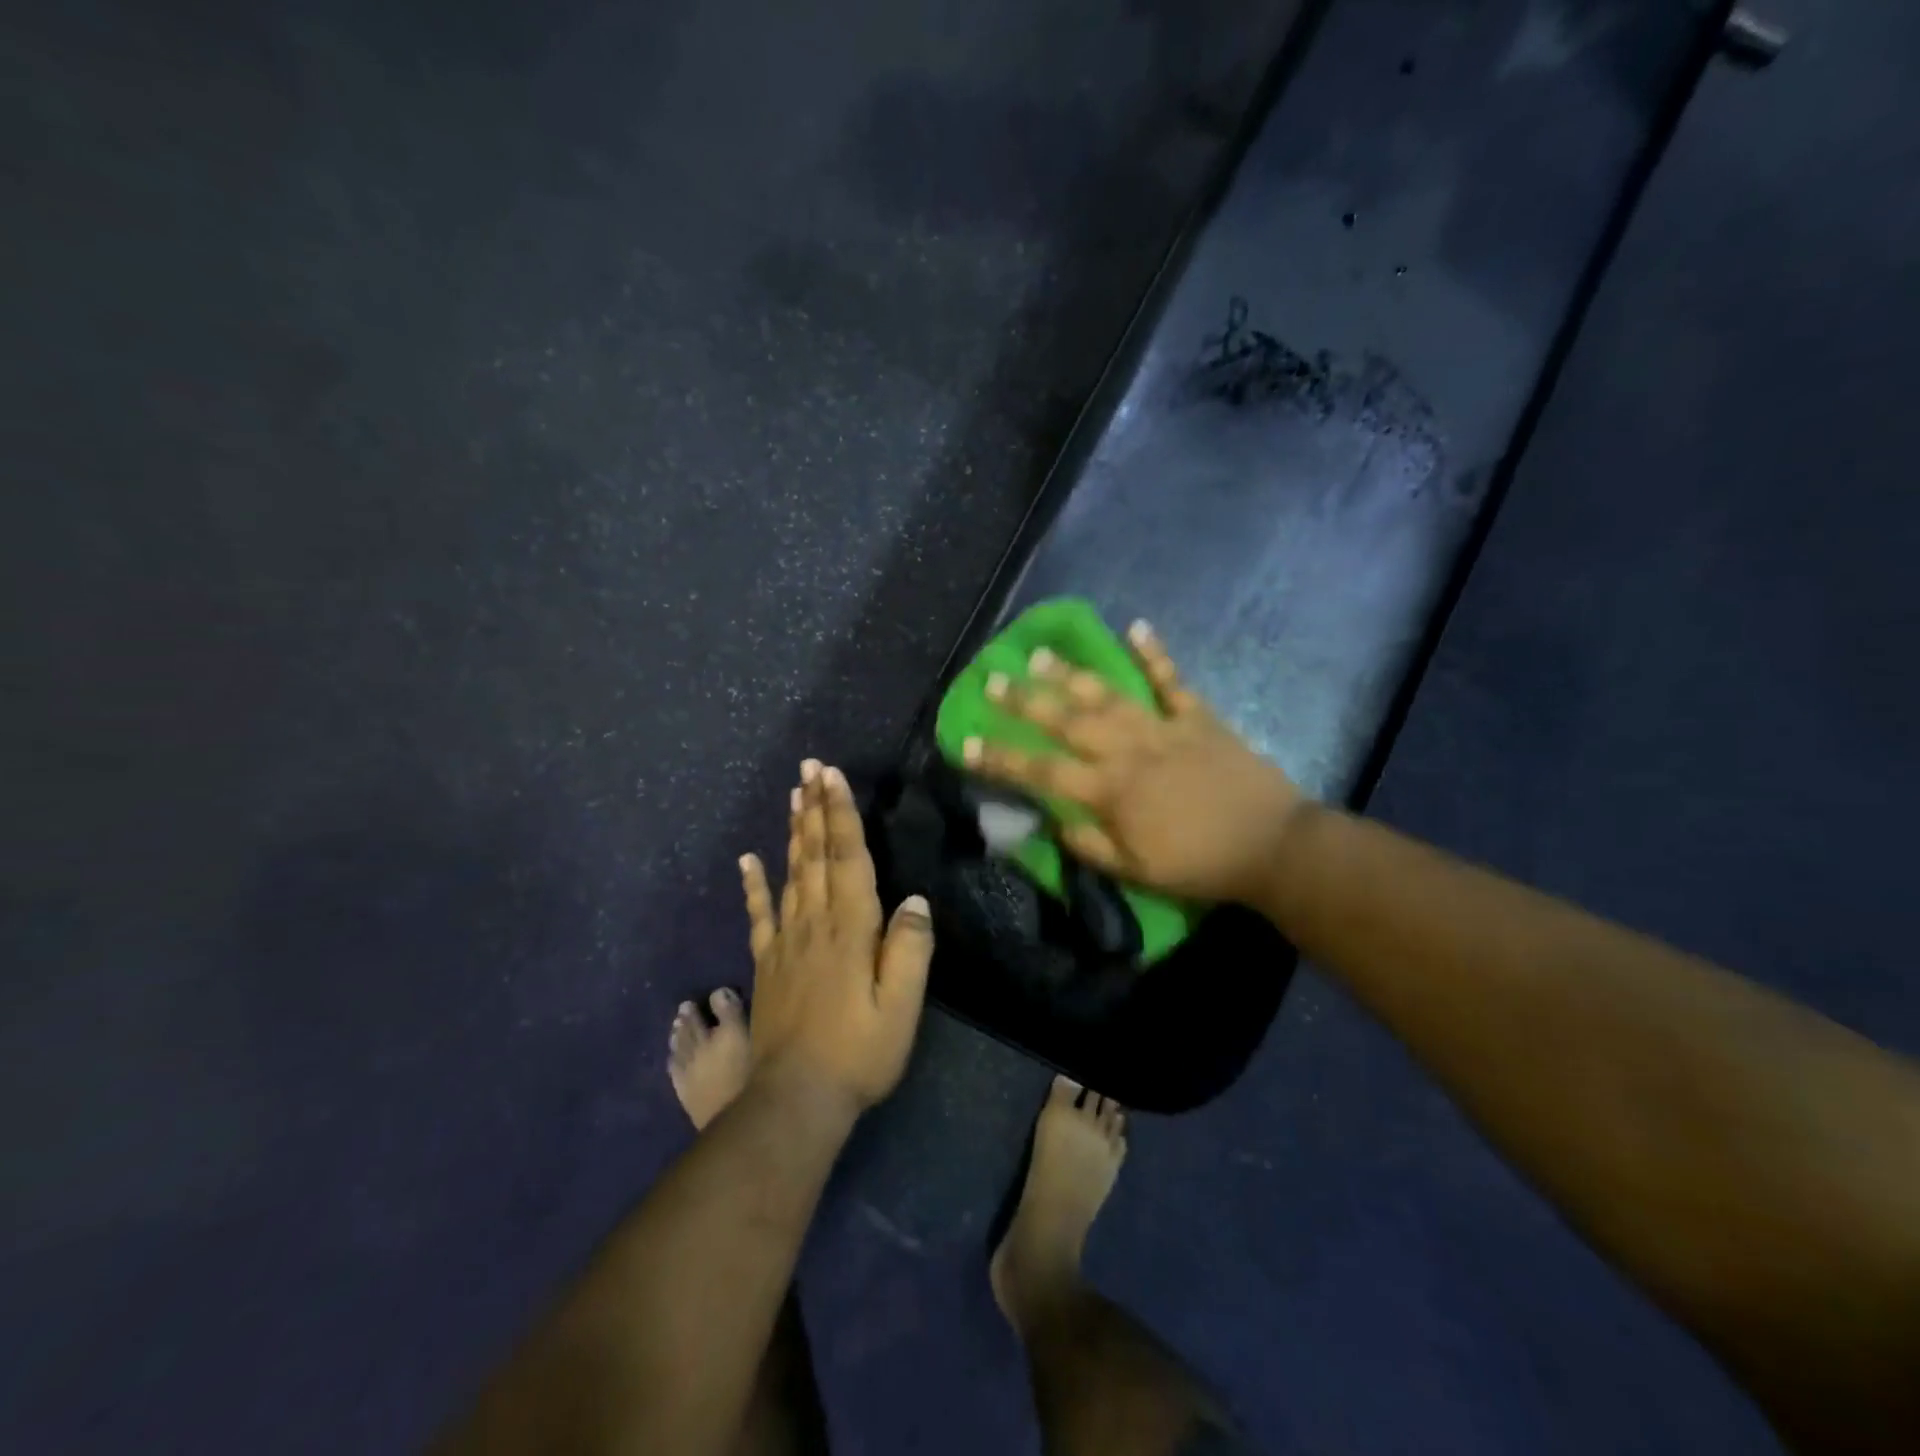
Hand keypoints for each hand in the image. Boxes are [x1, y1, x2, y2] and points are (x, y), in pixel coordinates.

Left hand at [739, 760, 933, 1112]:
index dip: (841, 813)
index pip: (847, 857)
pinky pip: (760, 914)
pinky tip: (749, 859)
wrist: (796, 1099)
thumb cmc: (859, 1052)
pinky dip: (754, 884)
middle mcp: (815, 923)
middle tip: (809, 767)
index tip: (831, 775)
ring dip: (794, 831)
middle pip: (815, 854)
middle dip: (815, 808)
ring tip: (793, 795)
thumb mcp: (901, 1008)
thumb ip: (909, 950)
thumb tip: (914, 900)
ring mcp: (786, 942)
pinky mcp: (767, 963)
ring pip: (791, 873)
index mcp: (851, 928)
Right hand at [963, 620, 1309, 906]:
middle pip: (1066, 720)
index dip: (1001, 758)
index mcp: (1109, 790)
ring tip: (1040, 655)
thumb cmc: (1198, 865)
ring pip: (1109, 694)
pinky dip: (1155, 653)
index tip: (967, 744)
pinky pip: (1172, 681)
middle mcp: (1128, 749)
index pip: (1041, 770)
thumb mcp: (1134, 870)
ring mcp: (1163, 727)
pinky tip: (1137, 626)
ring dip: (1072, 673)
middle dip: (1024, 700)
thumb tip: (1052, 820)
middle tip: (992, 679)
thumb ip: (1088, 844)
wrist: (1272, 846)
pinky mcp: (1197, 718)